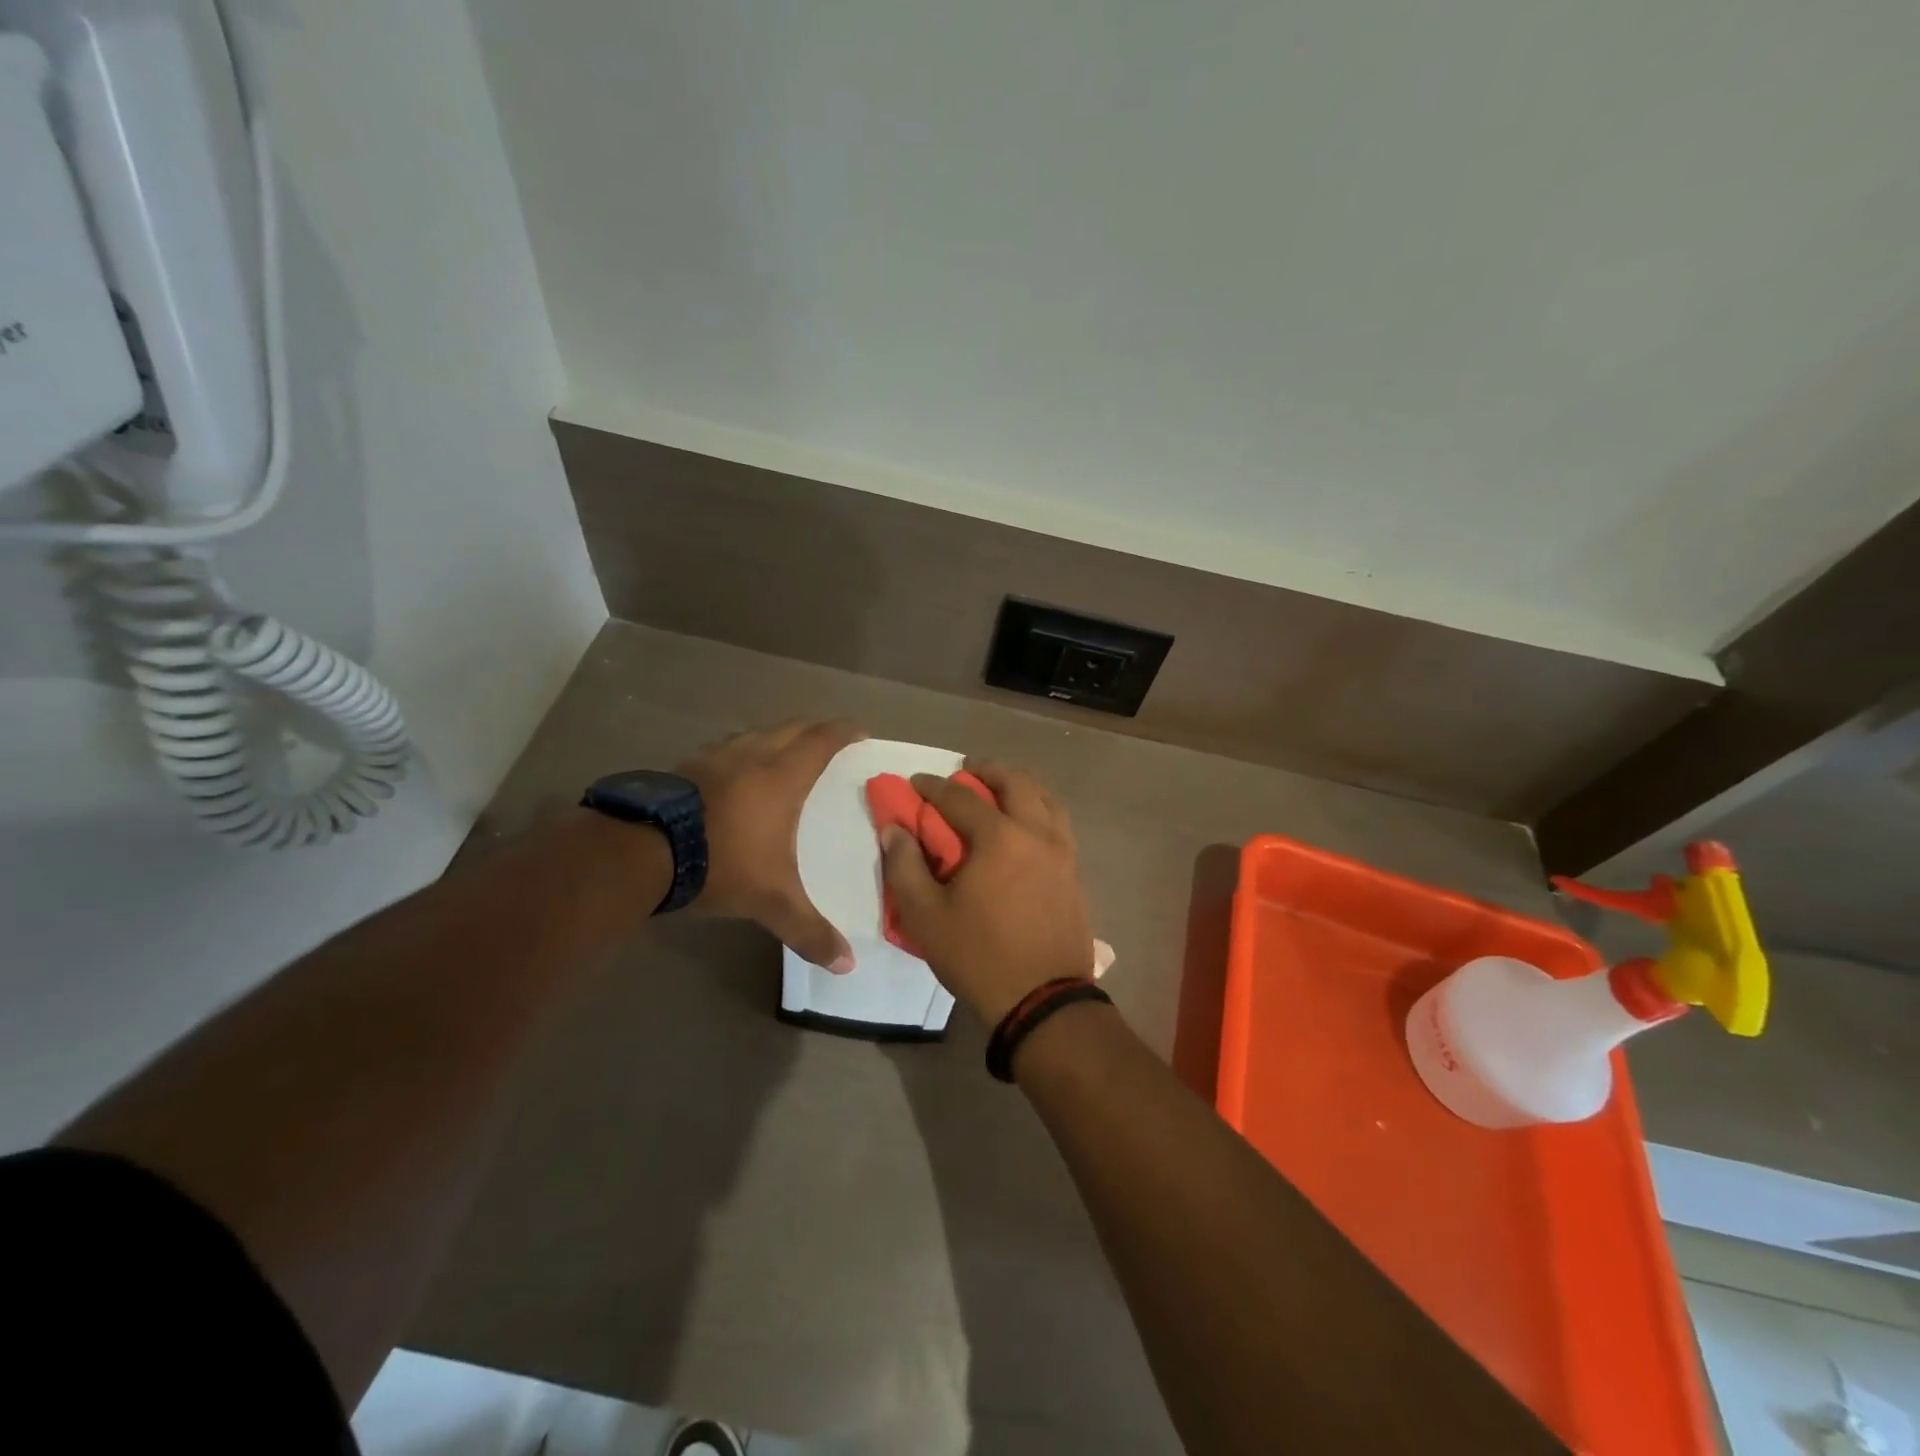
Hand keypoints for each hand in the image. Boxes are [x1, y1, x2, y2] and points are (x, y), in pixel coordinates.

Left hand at [678, 719, 864, 971]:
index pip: (822, 741)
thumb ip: (809, 930)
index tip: (861, 731)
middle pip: (791, 728)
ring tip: (786, 754)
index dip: (844, 732)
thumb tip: (846, 965)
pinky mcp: (686, 767)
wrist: (642, 851)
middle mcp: (752, 756)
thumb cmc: (722, 863)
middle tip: (830, 741)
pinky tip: (736, 775)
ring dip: (777, 738)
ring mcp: (715, 757)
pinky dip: (744, 753)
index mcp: (782, 777)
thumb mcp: (771, 902)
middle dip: (815, 730)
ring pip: (756, 734)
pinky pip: (727, 749)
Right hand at [879, 760, 1093, 1025]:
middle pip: (1015, 782)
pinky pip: (1059, 823)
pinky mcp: (1075, 872)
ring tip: (999, 791)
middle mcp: (1037, 833)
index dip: (933, 786)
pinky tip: (1026, 825)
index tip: (916, 782)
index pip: (961, 797)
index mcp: (999, 838)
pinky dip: (1040, 809)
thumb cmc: (979, 956)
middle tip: (966, 772)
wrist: (1043, 1001)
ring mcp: (1063, 852)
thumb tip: (894, 829)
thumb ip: (904, 866)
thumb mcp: (925, 917)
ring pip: (1046, 798)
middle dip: (986, 771)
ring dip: (1019, 785)